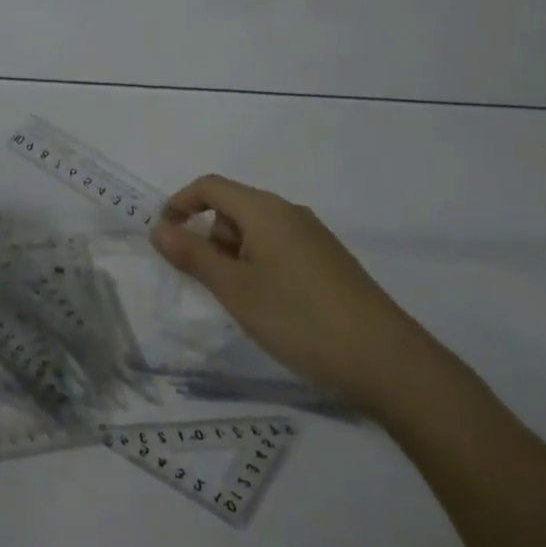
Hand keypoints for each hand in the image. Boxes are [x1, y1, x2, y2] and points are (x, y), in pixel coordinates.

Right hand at [151, 173, 435, 412]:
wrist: (387, 360)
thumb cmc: (299, 318)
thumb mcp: (236, 290)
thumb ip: (193, 256)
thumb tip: (158, 228)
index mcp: (264, 209)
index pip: (210, 186)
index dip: (180, 204)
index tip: (164, 237)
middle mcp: (289, 212)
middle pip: (233, 208)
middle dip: (210, 238)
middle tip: (211, 284)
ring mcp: (314, 236)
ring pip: (257, 231)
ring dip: (236, 256)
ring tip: (244, 303)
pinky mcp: (330, 261)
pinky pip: (280, 248)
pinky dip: (261, 266)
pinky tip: (274, 307)